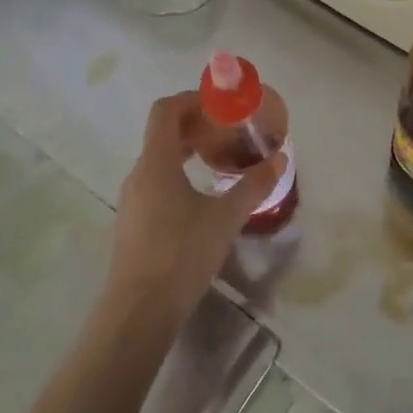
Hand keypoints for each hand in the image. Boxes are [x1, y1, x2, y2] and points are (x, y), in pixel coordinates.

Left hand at [102, 92, 282, 332]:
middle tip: (227, 132)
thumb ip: (253, 185)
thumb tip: (279, 160)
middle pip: (162, 133)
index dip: (191, 99)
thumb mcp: (226, 218)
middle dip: (195, 125)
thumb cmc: (181, 254)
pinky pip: (155, 183)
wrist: (138, 313)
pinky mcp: (134, 224)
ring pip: (158, 160)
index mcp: (156, 163)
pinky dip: (178, 175)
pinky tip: (202, 197)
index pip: (165, 110)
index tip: (219, 105)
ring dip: (187, 151)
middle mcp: (138, 174)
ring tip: (219, 161)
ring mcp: (132, 201)